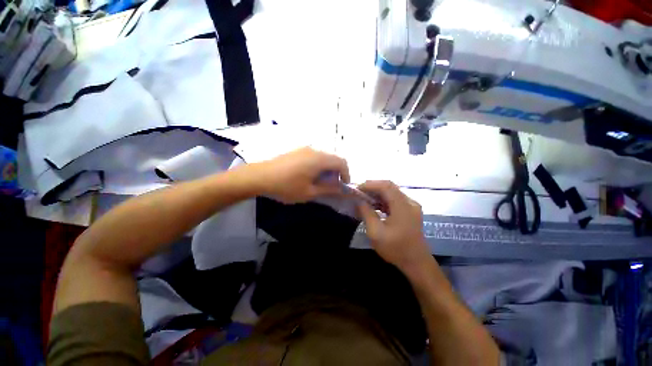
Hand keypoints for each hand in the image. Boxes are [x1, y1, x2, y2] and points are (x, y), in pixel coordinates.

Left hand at [253, 147, 349, 203]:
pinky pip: (314, 156)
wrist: (259, 176)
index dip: (346, 174)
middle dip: (337, 172)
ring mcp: (304, 149)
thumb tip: (341, 188)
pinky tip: (309, 175)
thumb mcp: (309, 192)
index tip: (343, 186)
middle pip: (333, 158)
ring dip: (327, 169)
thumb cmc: (286, 186)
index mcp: (319, 159)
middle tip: (332, 185)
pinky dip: (318, 165)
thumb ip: (328, 189)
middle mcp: (314, 150)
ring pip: (323, 157)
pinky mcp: (297, 151)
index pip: (341, 162)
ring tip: (320, 182)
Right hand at [357, 181, 431, 271]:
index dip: (370, 184)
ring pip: (392, 192)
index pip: (386, 186)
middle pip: (390, 187)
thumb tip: (359, 201)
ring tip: (364, 197)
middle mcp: (409, 202)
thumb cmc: (395, 249)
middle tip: (359, 192)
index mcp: (402, 206)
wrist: (417, 263)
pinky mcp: (411, 211)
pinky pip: (395, 200)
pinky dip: (383, 200)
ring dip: (378, 193)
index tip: (357, 188)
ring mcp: (411, 206)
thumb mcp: (375, 232)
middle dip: (373, 187)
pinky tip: (374, 205)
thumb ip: (366, 213)